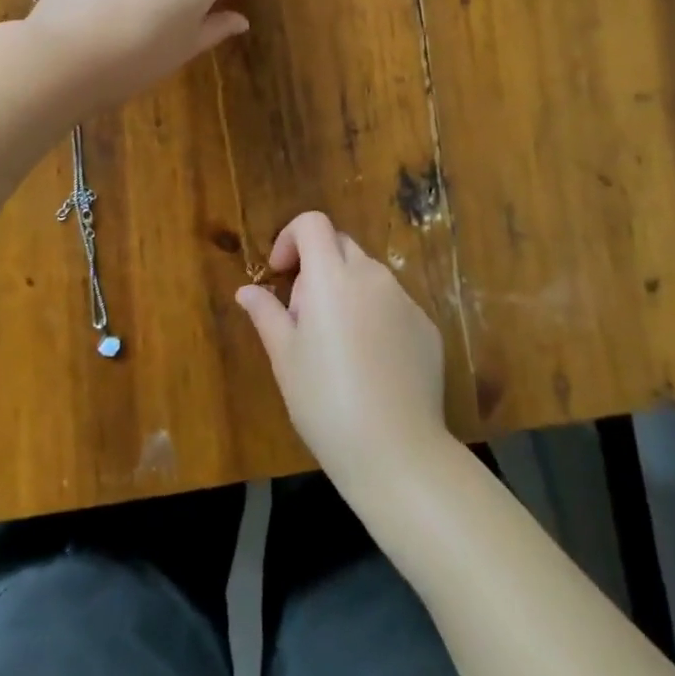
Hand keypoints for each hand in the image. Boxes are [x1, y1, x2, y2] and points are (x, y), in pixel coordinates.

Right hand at [236, 212, 450, 499]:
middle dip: (317, 266)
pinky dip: (375, 316)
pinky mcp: (427, 327)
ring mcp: (405, 300)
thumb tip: (247, 290)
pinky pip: (393, 304)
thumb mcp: (285, 358)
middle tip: (303, 316)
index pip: (313, 223)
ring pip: (368, 275)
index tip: (281, 273)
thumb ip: (266, 313)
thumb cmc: (326, 402)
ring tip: (336, 345)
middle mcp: (372, 276)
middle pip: (341, 245)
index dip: (291, 237)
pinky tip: (370, 364)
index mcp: (332, 277)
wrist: (397, 452)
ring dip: (346, 291)